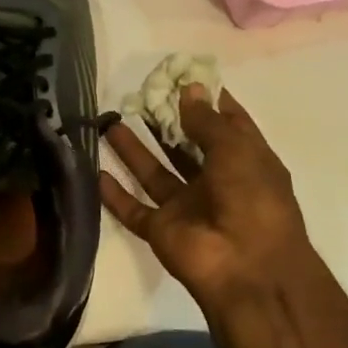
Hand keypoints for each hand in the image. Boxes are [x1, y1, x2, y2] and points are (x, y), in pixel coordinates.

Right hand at [100, 87, 315, 315]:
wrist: (247, 269)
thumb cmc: (252, 200)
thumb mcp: (237, 150)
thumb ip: (208, 122)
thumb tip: (189, 90)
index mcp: (244, 162)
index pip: (225, 125)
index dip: (206, 101)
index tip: (180, 78)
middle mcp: (215, 182)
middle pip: (184, 147)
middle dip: (163, 122)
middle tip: (137, 96)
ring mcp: (186, 208)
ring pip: (154, 174)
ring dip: (134, 150)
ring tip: (109, 122)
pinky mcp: (161, 230)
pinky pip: (134, 208)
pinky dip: (115, 193)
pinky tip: (95, 171)